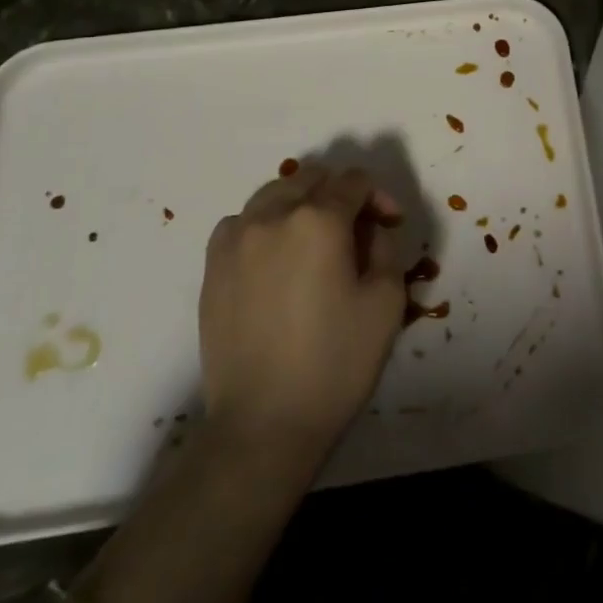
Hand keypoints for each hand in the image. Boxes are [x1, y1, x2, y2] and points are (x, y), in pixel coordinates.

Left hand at [198, 167, 404, 466]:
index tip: (390, 225)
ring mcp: (236, 238)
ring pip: (275, 193)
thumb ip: (384, 247)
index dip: (379, 196)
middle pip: (312, 178)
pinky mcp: (212, 265)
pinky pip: (243, 221)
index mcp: (319, 220)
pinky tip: (276, 255)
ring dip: (302, 202)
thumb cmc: (335, 363)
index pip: (354, 182)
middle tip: (358, 229)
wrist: (263, 424)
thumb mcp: (386, 302)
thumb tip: (369, 228)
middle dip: (341, 193)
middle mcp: (273, 215)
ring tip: (315, 237)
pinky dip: (265, 224)